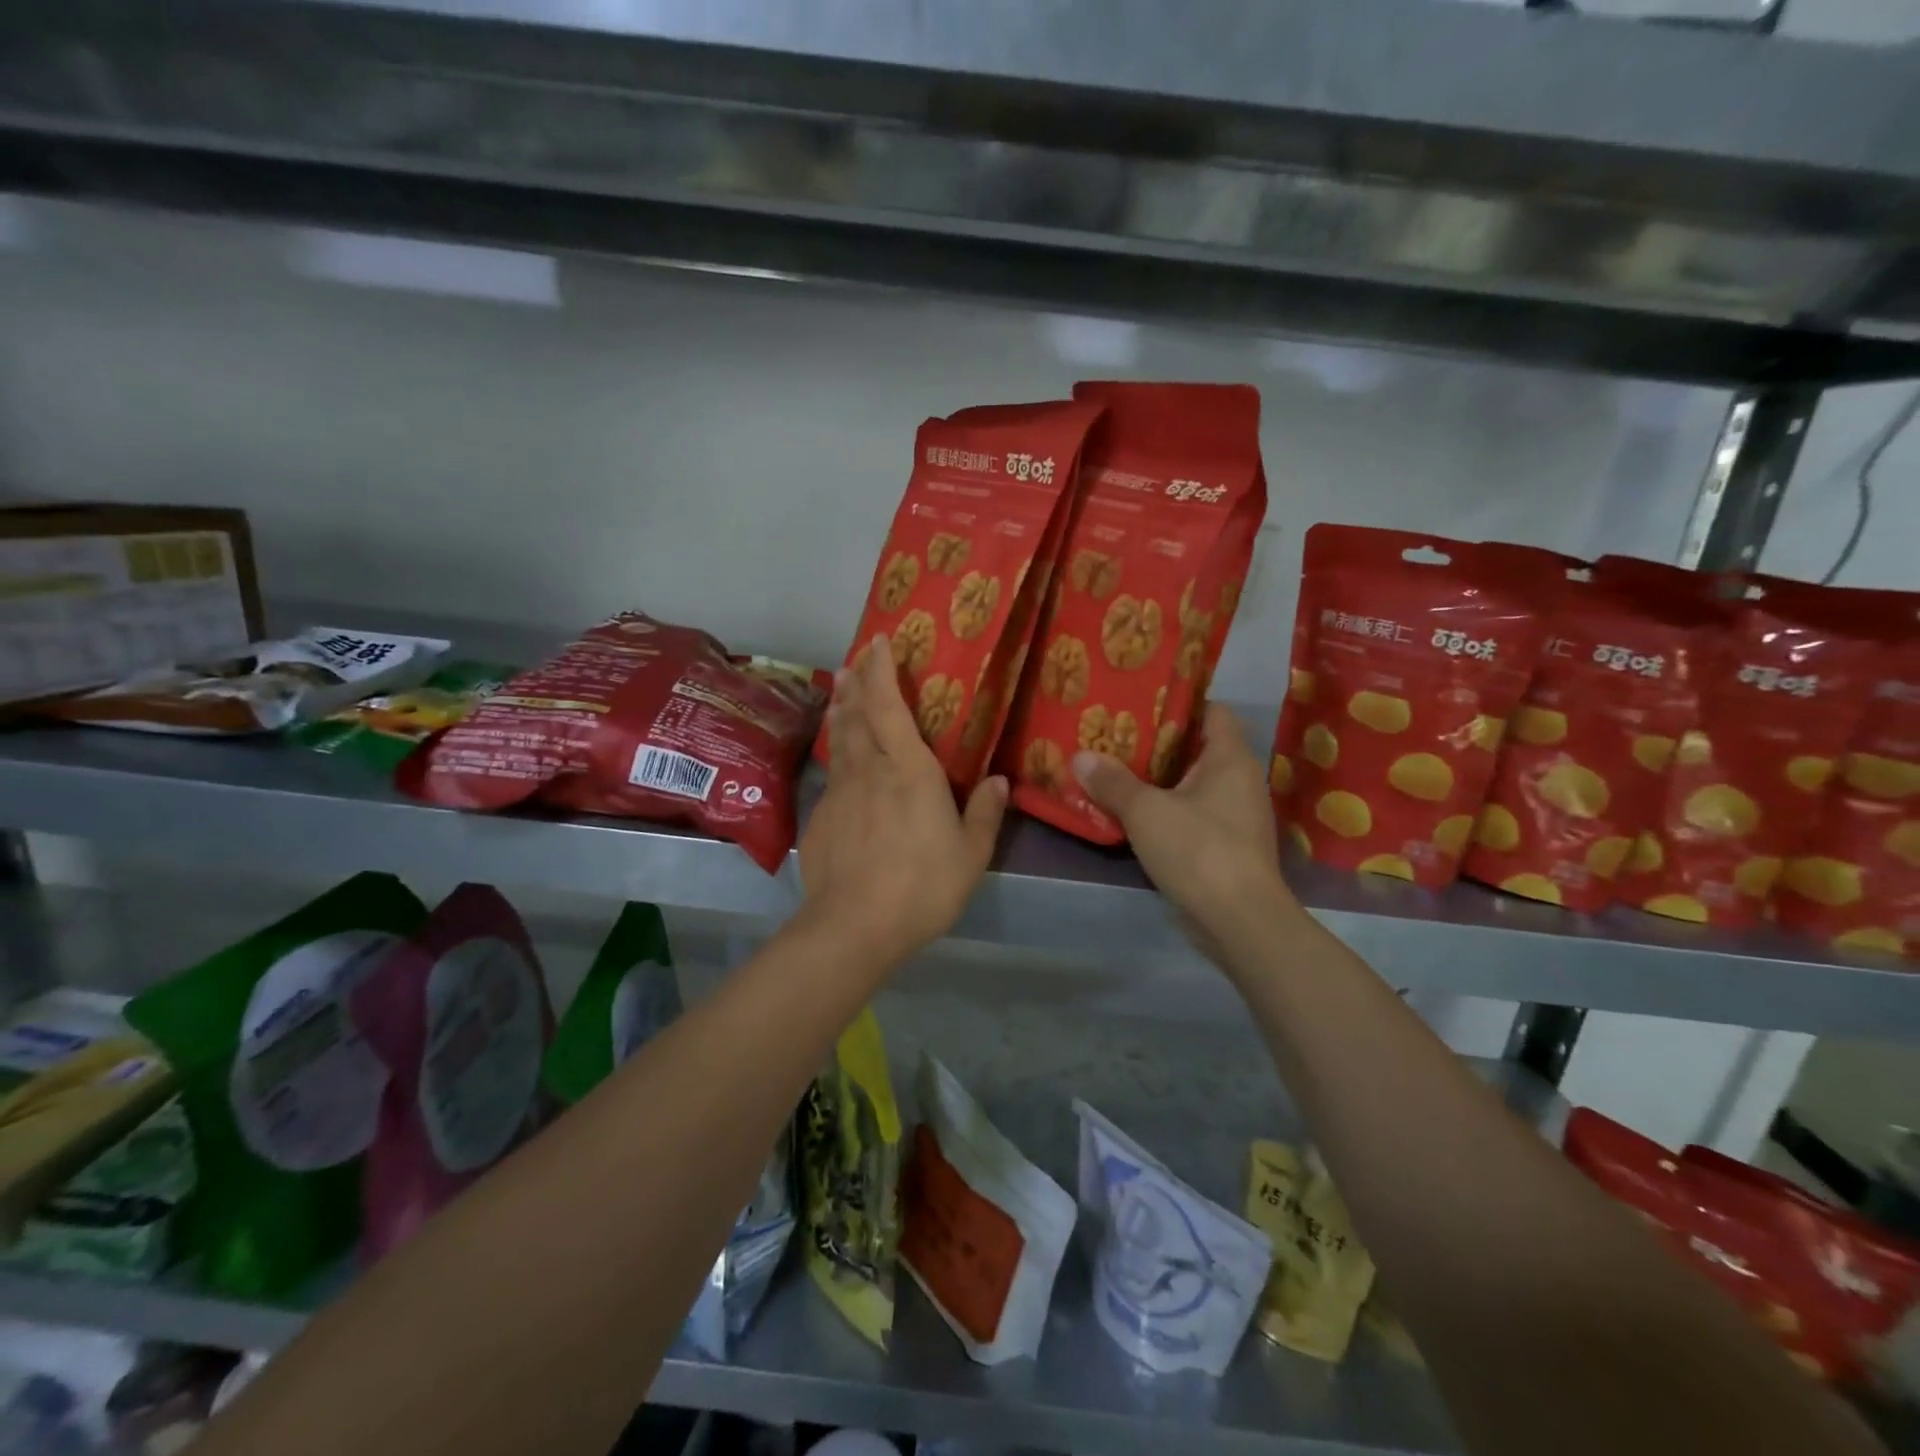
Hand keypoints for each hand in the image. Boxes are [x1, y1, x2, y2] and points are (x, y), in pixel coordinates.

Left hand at [799, 637, 1006, 966]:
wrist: (853, 926)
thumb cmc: (922, 885)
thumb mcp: (970, 854)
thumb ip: (984, 813)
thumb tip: (1000, 781)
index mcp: (907, 769)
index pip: (887, 705)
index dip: (881, 670)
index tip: (879, 641)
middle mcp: (869, 770)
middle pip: (856, 715)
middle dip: (856, 683)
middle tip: (855, 661)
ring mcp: (839, 793)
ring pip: (839, 740)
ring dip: (841, 711)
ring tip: (840, 691)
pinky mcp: (820, 818)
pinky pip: (831, 774)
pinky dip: (836, 755)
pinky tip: (840, 762)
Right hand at [1074, 702, 1298, 956]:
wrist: (1240, 921)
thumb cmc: (1198, 850)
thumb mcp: (1145, 811)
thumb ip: (1113, 782)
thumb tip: (1080, 756)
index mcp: (1231, 758)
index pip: (1213, 711)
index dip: (1179, 702)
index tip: (1140, 701)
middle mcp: (1241, 780)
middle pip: (1199, 747)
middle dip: (1159, 743)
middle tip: (1116, 736)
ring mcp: (1238, 816)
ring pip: (1195, 784)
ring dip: (1161, 780)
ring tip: (1118, 771)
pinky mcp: (1229, 847)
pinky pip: (1195, 814)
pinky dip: (1169, 810)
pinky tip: (1136, 815)